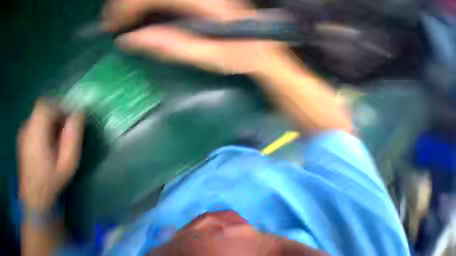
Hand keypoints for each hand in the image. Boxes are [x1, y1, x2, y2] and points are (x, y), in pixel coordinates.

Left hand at [17, 100, 84, 211]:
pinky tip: (57, 138)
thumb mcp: (69, 158)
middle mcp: (26, 129)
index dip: (62, 105)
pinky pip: (39, 122)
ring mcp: (24, 133)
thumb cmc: (53, 177)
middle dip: (61, 112)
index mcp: (35, 134)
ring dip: (57, 119)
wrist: (35, 193)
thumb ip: (73, 135)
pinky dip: (51, 124)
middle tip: (74, 126)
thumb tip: (79, 115)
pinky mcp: (26, 137)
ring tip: (67, 134)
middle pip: (43, 108)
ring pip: (41, 114)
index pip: (45, 106)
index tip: (76, 115)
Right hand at [102, 0, 288, 74]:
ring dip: (138, 4)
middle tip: (117, 24)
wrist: (258, 51)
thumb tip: (136, 40)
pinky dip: (153, 6)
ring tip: (128, 21)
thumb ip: (176, 47)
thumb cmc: (237, 58)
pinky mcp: (203, 2)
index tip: (114, 26)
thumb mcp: (209, 58)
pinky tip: (149, 18)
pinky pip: (169, 1)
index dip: (126, 7)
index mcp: (203, 3)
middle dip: (127, 4)